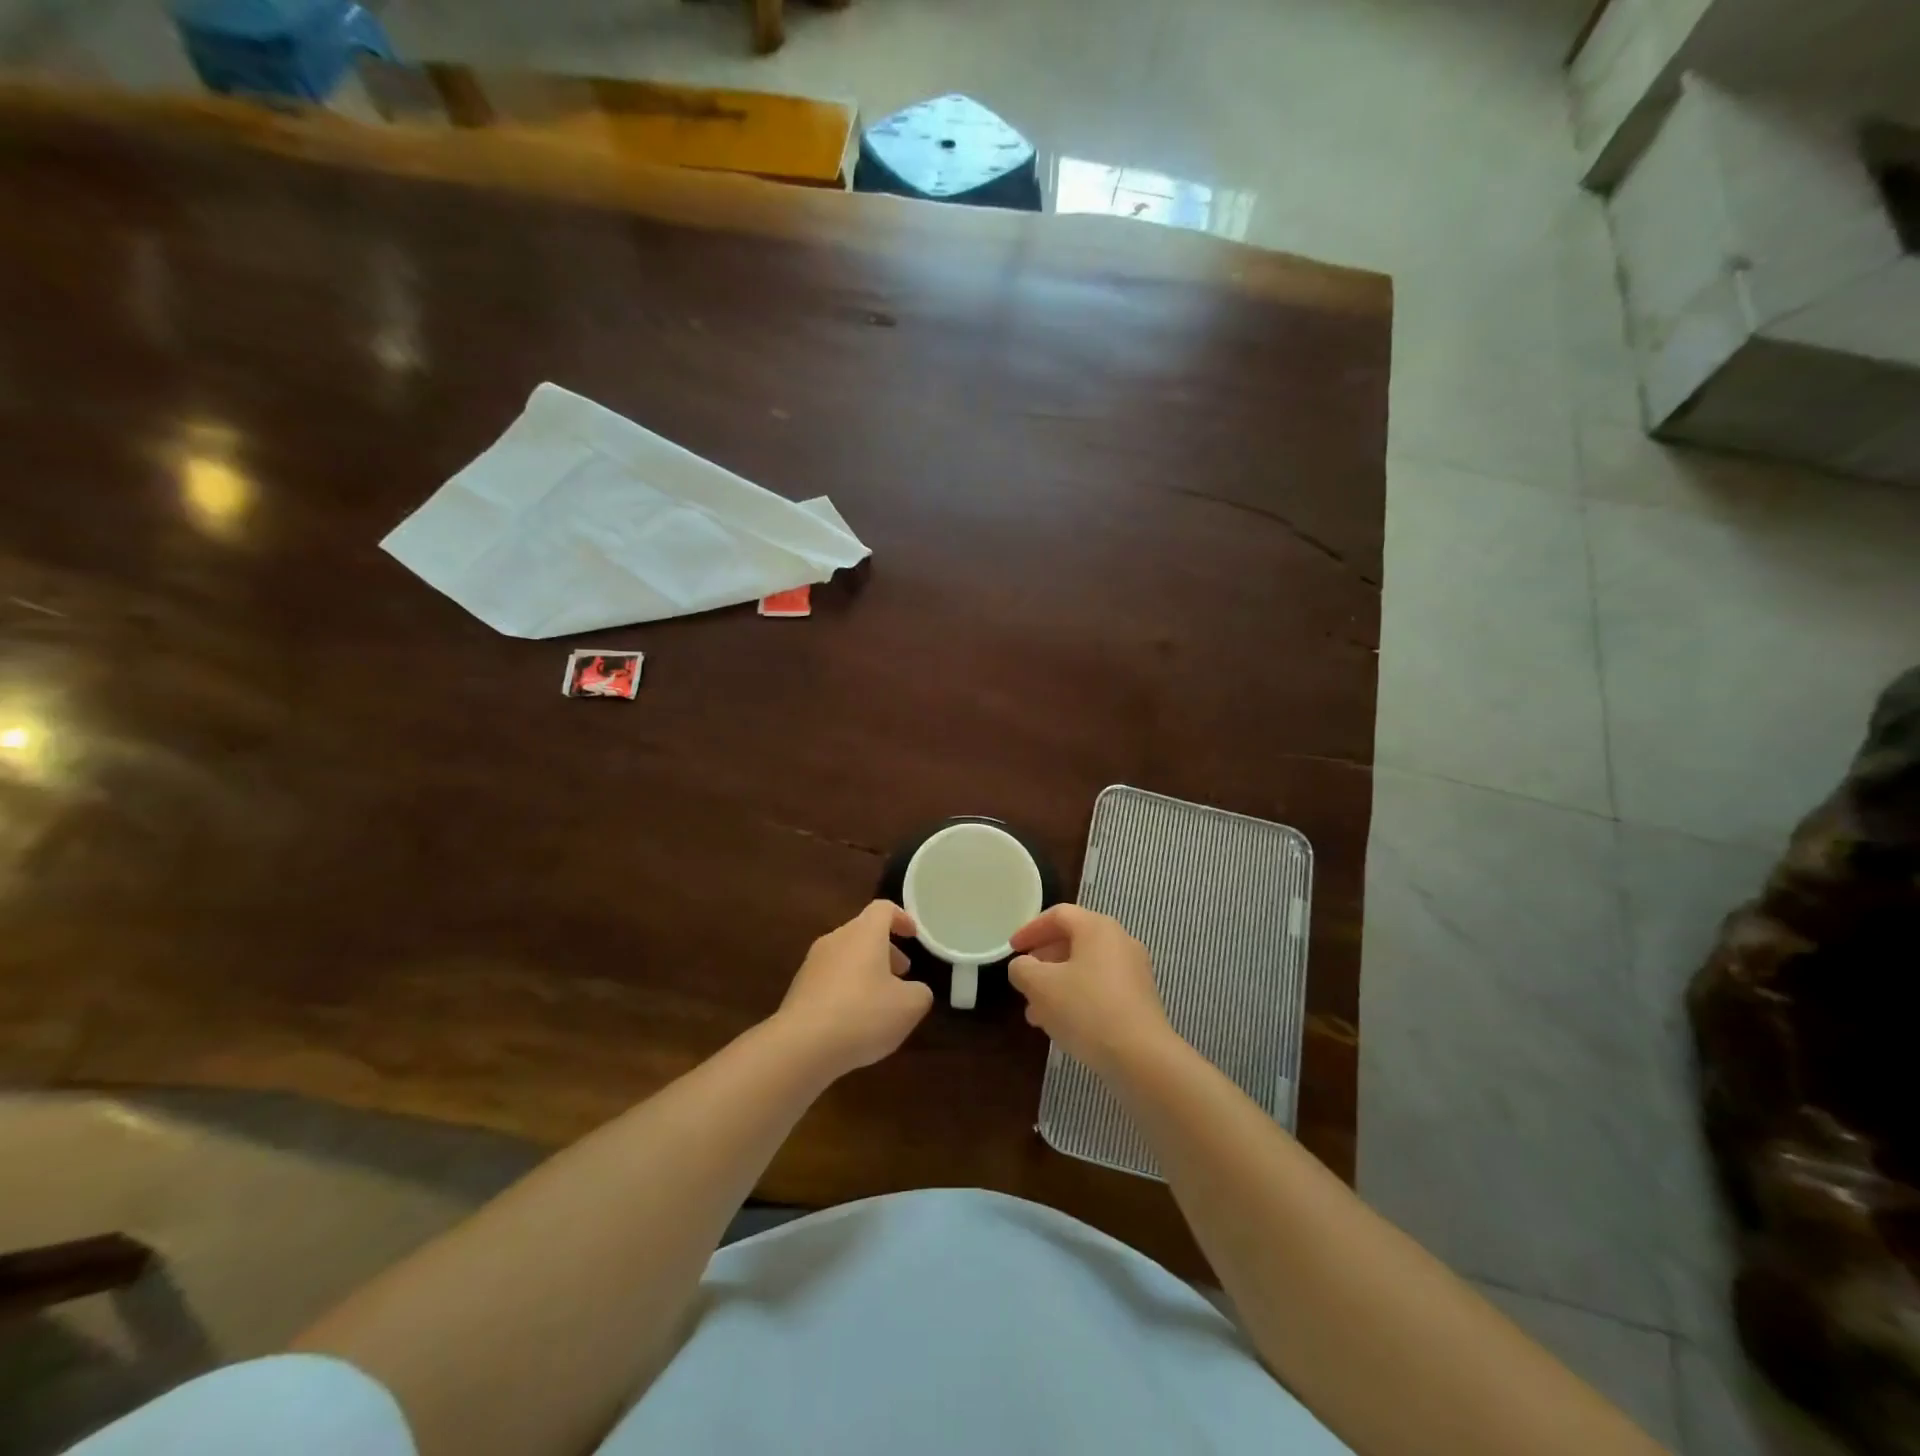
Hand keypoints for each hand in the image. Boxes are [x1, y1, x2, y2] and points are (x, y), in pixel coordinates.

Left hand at [775, 901, 933, 1077]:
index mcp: (864, 933)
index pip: (883, 909)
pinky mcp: (799, 989)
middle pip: (863, 932)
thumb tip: (915, 990)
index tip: (913, 936)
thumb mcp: (909, 1007)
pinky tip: (854, 1020)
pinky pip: (829, 979)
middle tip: (902, 973)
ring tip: (880, 1001)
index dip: (901, 918)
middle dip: (885, 950)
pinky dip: (846, 990)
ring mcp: (813, 964)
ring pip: (846, 956)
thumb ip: (920, 992)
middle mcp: (836, 940)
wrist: (801, 1046)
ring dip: (866, 970)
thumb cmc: (863, 1015)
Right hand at [1008, 905, 1174, 1074]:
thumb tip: (1023, 966)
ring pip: (1086, 967)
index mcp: (1097, 927)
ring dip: (1058, 983)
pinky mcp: (1140, 999)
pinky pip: (1101, 987)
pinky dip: (1078, 996)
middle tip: (1024, 980)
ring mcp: (1134, 970)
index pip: (1058, 915)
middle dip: (1043, 961)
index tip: (1012, 949)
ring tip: (1036, 1012)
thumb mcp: (1040, 986)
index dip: (1030, 929)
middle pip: (1074, 940)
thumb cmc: (1086, 1010)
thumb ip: (1022, 968)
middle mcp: (1120, 941)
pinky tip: (1063, 1024)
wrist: (1142, 1057)